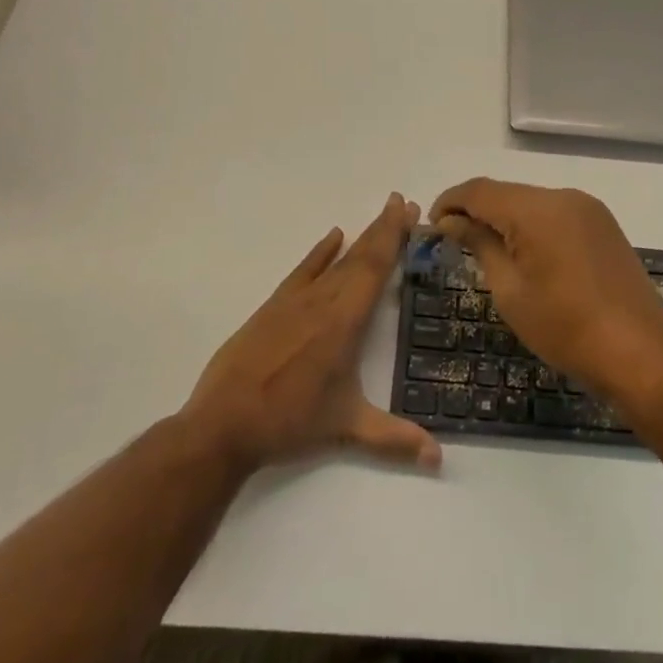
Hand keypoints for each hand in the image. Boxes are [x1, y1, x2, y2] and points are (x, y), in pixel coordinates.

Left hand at [183, 194, 440, 474]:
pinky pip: (304, 270)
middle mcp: (323, 301)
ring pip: (336, 260)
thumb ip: (394, 439)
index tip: (409, 210)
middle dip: (384, 228)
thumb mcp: (346, 428)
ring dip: (361, 236)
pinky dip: (320, 251)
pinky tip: (333, 235)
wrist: (223, 423)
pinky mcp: (274, 307)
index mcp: (345, 322)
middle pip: (360, 256)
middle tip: (404, 202)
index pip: (375, 268)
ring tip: (381, 214)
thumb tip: (439, 460)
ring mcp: (296, 301)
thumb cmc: (289, 422)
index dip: (393, 237)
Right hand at [429, 179, 662, 397]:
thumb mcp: (510, 290)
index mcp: (537, 209)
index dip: (450, 202)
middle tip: (453, 241)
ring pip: (532, 202)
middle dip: (476, 211)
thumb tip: (452, 221)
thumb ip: (480, 245)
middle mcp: (564, 196)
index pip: (480, 190)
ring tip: (486, 249)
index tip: (431, 225)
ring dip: (505, 218)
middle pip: (507, 193)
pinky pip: (556, 214)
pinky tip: (526, 253)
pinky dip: (533, 225)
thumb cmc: (565, 328)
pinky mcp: (603, 224)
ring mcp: (588, 208)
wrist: (638, 354)